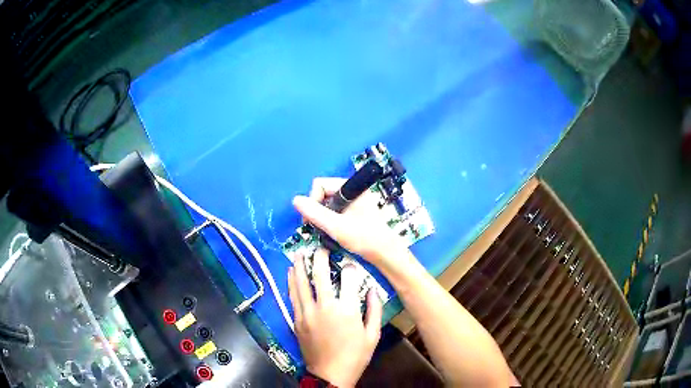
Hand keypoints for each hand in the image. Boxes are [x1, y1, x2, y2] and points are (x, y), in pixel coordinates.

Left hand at [288, 249, 381, 386]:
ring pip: (301, 282)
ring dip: (300, 265)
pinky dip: (291, 282)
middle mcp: (325, 307)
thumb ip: (374, 310)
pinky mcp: (297, 320)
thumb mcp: (372, 335)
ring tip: (300, 251)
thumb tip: (372, 289)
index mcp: (347, 310)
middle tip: (320, 246)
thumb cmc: (355, 356)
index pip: (348, 278)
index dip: (350, 267)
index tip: (349, 262)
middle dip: (320, 256)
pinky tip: (290, 272)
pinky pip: (293, 296)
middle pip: (320, 274)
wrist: (330, 374)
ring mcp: (307, 313)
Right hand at [292, 177, 410, 271]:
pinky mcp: (352, 211)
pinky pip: (333, 211)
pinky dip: (328, 221)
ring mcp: (352, 201)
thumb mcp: (336, 226)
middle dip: (316, 211)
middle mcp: (351, 191)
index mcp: (351, 187)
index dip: (312, 201)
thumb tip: (295, 200)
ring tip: (324, 232)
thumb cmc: (364, 238)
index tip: (312, 220)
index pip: (320, 184)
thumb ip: (315, 213)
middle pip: (322, 194)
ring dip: (321, 218)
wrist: (385, 253)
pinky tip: (331, 233)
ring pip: (326, 204)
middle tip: (316, 228)